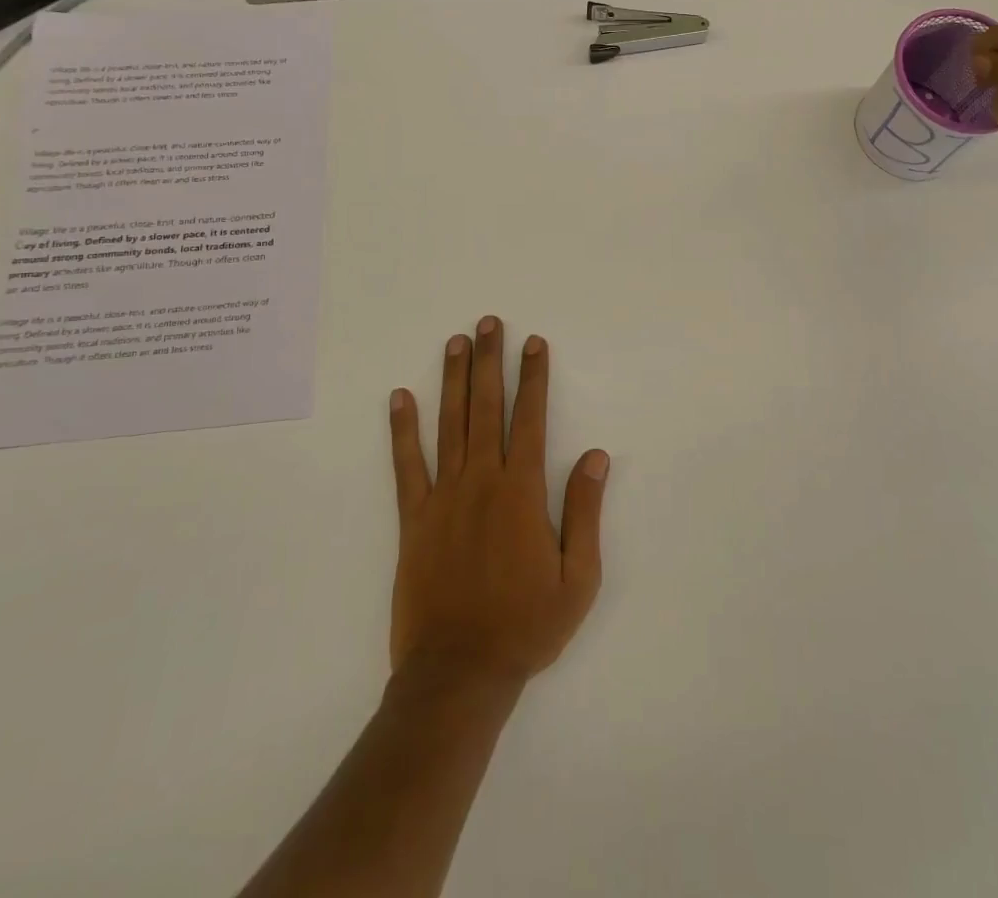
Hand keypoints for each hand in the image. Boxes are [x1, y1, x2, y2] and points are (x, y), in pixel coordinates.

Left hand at [387, 317, 609, 684]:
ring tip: (456, 342)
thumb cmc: (526, 627)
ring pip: (449, 424)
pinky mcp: (413, 519)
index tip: (533, 343)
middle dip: (490, 361)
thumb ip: (585, 511)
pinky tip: (401, 397)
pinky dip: (402, 430)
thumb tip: (596, 456)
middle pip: (487, 408)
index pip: (531, 419)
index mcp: (522, 493)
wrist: (458, 674)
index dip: (533, 378)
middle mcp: (482, 482)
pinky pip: (406, 465)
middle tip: (490, 322)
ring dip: (453, 379)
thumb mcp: (578, 578)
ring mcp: (443, 497)